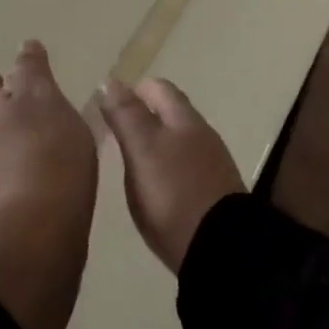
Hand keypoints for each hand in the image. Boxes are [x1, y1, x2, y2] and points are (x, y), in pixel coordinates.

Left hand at [0, 41, 96, 215]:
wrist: (38, 230)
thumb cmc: (45, 149)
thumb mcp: (44, 97)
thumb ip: (33, 70)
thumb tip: (24, 45)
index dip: (1, 79)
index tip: (19, 77)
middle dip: (7, 111)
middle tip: (37, 108)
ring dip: (18, 142)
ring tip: (51, 141)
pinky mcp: (3, 209)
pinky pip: (14, 178)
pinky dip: (28, 170)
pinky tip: (52, 174)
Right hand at [100, 78, 242, 273]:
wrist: (220, 248)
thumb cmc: (174, 192)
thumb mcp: (142, 149)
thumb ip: (126, 115)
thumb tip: (110, 80)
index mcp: (184, 118)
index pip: (158, 88)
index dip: (133, 90)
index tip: (108, 105)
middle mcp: (201, 134)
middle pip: (170, 113)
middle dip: (143, 116)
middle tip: (113, 133)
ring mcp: (211, 164)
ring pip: (178, 141)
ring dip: (154, 143)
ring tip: (127, 160)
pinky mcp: (212, 193)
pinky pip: (184, 167)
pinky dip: (165, 167)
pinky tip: (152, 186)